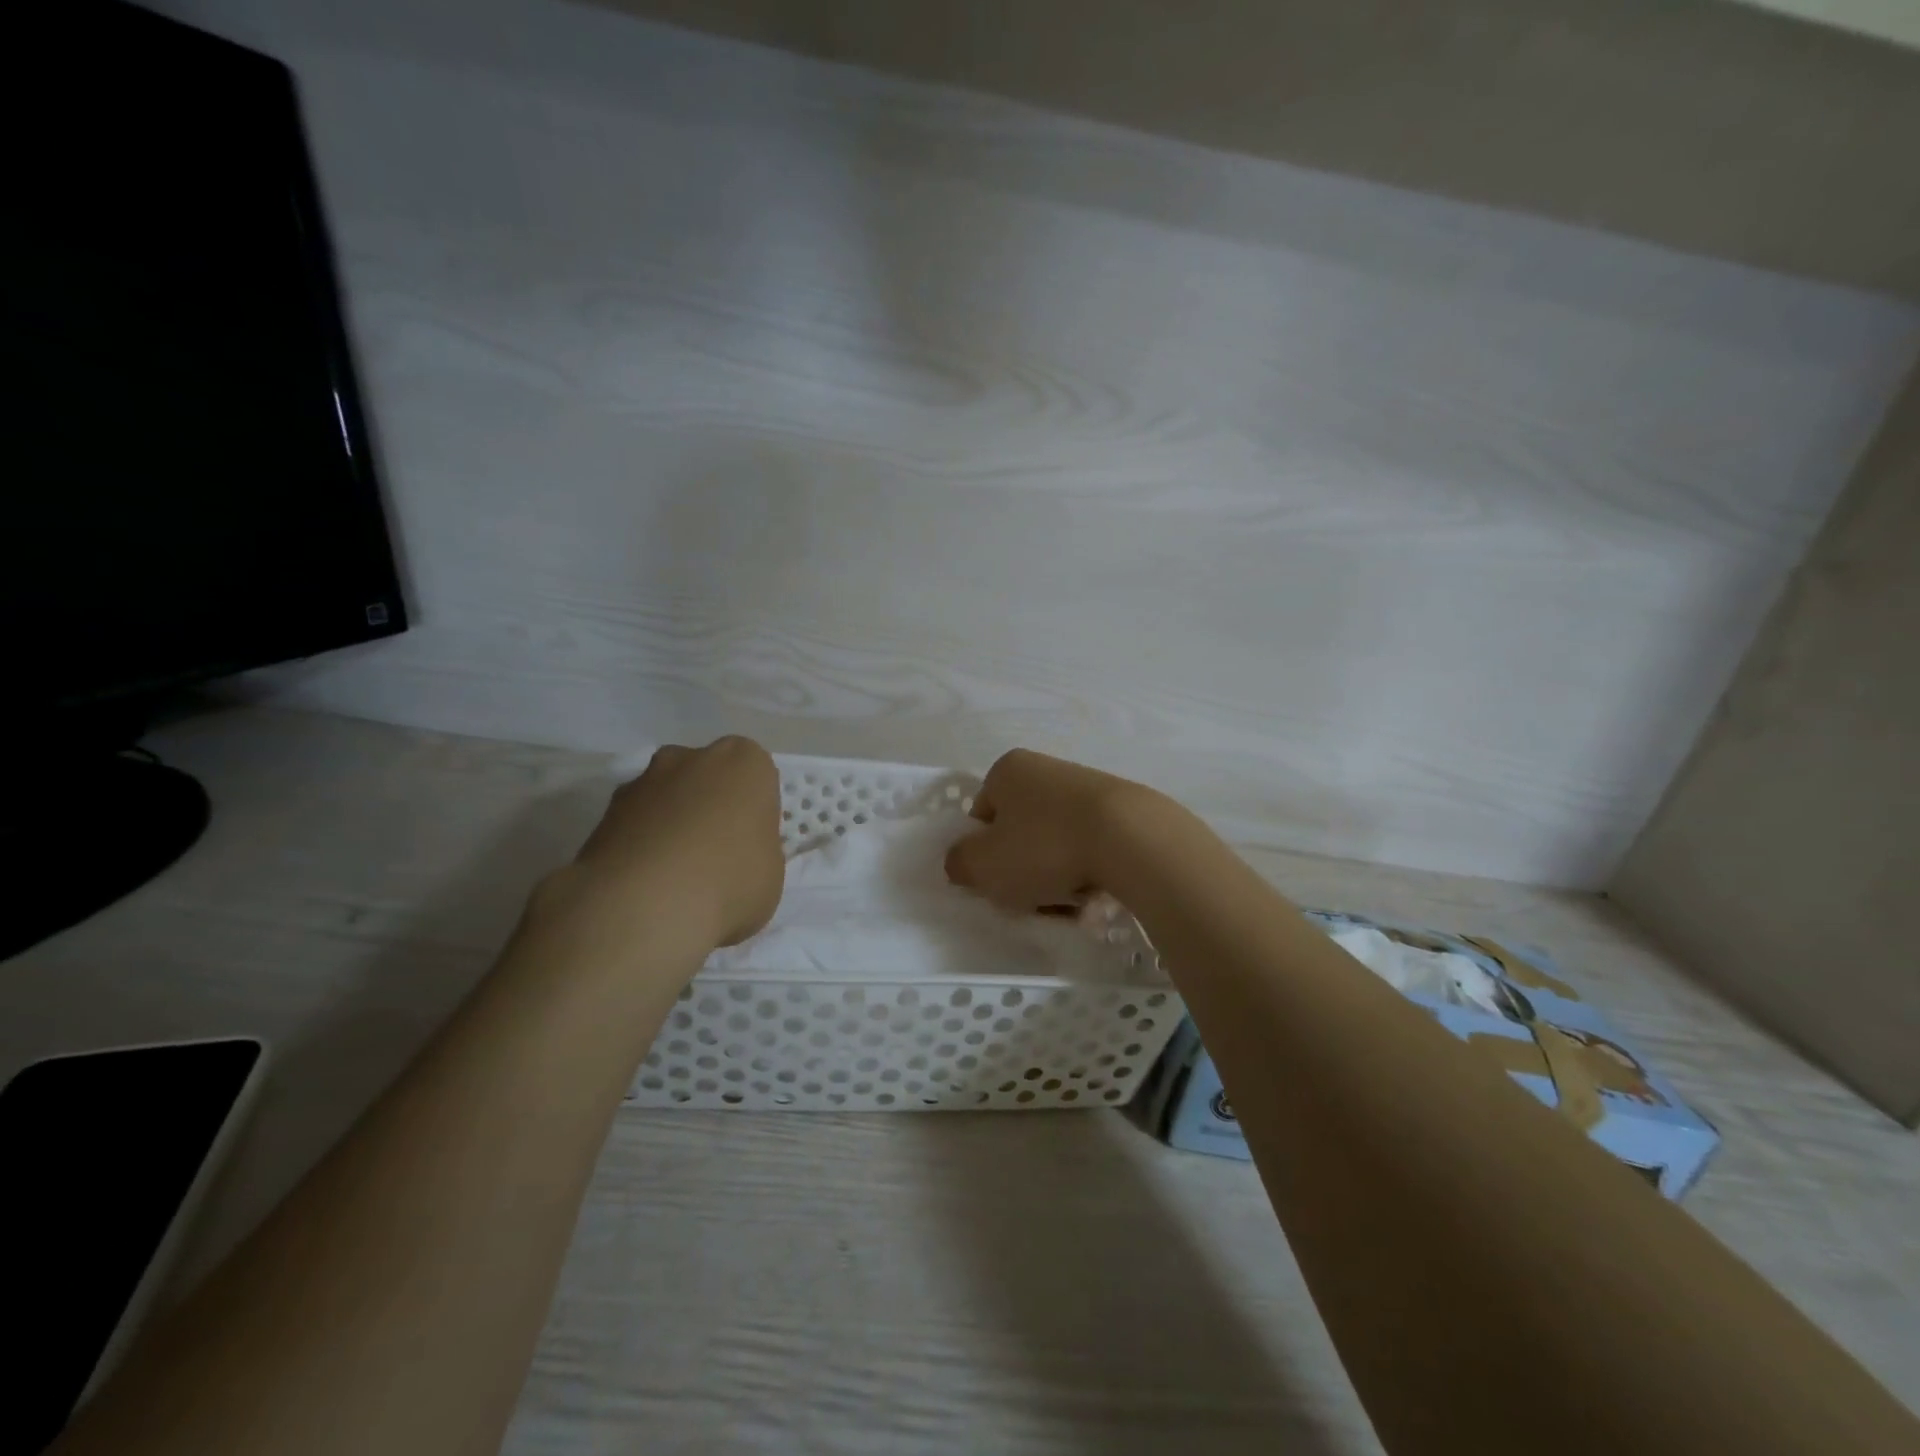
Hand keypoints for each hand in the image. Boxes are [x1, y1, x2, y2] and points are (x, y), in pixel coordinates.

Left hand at [548, 736, 784, 950]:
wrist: (644, 906)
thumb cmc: (730, 882)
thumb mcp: (771, 873)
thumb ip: (756, 851)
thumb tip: (737, 856)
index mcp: (744, 763)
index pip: (756, 776)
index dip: (753, 810)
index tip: (751, 842)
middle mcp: (691, 758)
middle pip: (706, 778)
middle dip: (708, 805)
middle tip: (715, 854)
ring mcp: (643, 781)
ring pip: (666, 797)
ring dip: (670, 823)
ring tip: (673, 875)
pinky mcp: (604, 812)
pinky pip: (634, 823)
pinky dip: (640, 844)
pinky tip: (645, 883)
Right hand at [943, 749, 1166, 912]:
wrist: (1132, 839)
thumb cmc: (1045, 846)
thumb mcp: (982, 865)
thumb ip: (959, 863)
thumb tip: (962, 861)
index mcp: (1008, 770)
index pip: (981, 816)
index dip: (984, 854)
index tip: (999, 881)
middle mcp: (1046, 769)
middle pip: (1021, 831)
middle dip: (1023, 868)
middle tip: (1033, 897)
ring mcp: (1088, 786)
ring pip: (1056, 842)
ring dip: (1056, 875)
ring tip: (1069, 902)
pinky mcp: (1123, 809)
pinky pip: (1092, 846)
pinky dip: (1089, 871)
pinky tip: (1097, 894)